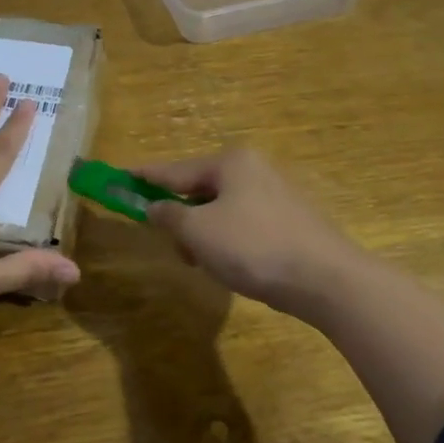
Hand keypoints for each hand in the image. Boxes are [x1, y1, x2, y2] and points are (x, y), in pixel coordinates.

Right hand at [135, 148, 360, 319]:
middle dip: (179, 217)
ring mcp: (275, 194)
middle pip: (199, 189)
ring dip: (202, 234)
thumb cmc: (253, 247)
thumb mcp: (198, 232)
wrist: (326, 280)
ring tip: (202, 263)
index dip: (142, 177)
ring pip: (220, 210)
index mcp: (230, 162)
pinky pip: (242, 224)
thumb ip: (168, 215)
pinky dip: (226, 241)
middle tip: (169, 243)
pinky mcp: (289, 221)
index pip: (173, 169)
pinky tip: (230, 265)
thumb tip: (153, 206)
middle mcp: (253, 169)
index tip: (117, 179)